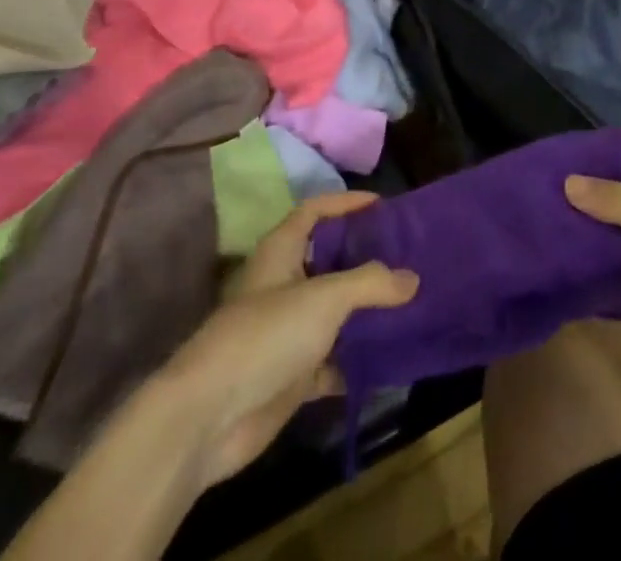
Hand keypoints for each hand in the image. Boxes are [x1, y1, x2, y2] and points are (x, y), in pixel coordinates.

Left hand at [155, 191, 418, 485]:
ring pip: (334, 312)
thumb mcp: (324, 298)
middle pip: (329, 260)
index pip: (315, 211)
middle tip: (407, 256)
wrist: (208, 418)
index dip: (345, 203)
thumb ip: (370, 283)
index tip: (383, 206)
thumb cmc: (265, 336)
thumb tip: (412, 277)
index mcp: (281, 251)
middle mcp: (283, 284)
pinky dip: (358, 360)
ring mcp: (287, 332)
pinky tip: (390, 359)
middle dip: (364, 257)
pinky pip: (333, 360)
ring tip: (409, 304)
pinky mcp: (291, 375)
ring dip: (366, 311)